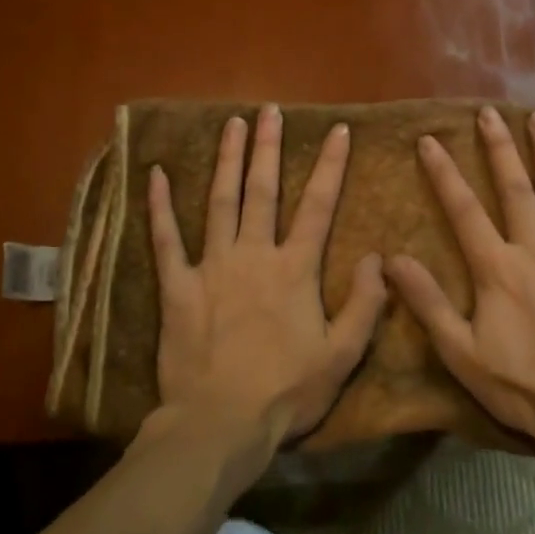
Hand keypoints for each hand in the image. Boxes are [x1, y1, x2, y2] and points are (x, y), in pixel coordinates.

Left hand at [148, 106, 387, 445]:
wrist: (220, 423)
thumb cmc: (286, 391)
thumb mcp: (342, 354)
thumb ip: (365, 304)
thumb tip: (378, 257)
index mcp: (294, 269)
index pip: (318, 206)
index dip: (330, 166)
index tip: (337, 130)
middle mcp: (253, 255)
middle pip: (263, 190)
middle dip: (268, 147)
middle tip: (270, 110)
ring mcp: (211, 267)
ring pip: (220, 202)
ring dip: (227, 160)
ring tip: (231, 124)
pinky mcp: (177, 287)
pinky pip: (166, 240)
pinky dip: (160, 207)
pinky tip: (156, 174)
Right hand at [384, 106, 534, 448]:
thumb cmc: (523, 385)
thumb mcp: (461, 352)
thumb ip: (427, 302)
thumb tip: (391, 260)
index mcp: (498, 268)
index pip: (464, 210)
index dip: (444, 173)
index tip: (430, 139)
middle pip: (516, 188)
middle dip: (499, 147)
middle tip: (489, 112)